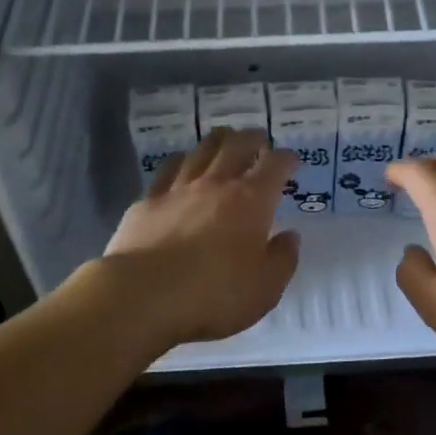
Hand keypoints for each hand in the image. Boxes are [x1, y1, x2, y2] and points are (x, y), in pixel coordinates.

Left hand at [98, 128, 300, 350]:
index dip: (286, 159)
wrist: (143, 295)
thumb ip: (282, 259)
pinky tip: (181, 163)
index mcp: (252, 201)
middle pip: (236, 146)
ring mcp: (178, 189)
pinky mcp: (148, 201)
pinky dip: (181, 161)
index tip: (291, 161)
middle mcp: (216, 184)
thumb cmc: (214, 295)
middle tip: (258, 141)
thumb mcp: (265, 288)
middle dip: (252, 139)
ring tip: (223, 140)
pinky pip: (167, 169)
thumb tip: (289, 236)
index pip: (275, 166)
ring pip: (201, 150)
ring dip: (217, 142)